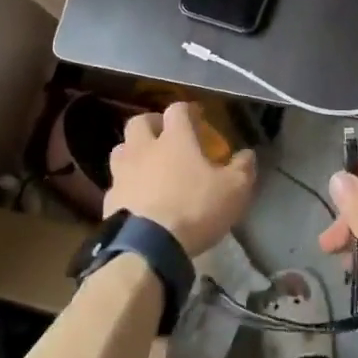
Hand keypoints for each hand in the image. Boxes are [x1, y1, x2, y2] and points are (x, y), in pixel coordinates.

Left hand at [105, 102, 256, 257]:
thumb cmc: (194, 209)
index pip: (177, 110)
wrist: (147, 247)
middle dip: (152, 125)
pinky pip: (116, 183)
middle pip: (139, 122)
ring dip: (133, 151)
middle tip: (165, 137)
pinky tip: (136, 198)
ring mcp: (122, 173)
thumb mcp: (234, 190)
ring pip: (121, 149)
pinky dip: (126, 185)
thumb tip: (248, 154)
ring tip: (147, 165)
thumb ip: (242, 169)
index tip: (196, 118)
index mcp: (175, 139)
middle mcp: (144, 148)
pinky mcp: (109, 199)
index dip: (187, 111)